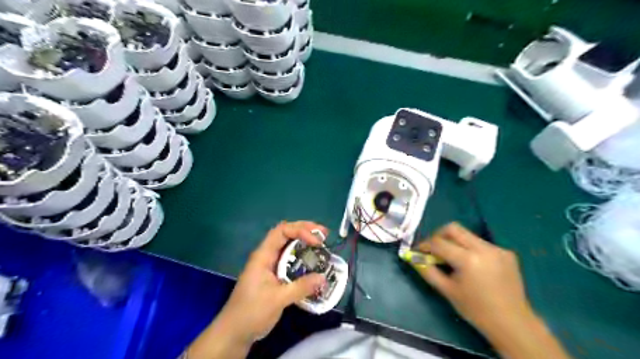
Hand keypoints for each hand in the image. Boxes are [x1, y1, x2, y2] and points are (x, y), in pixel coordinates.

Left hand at [220, 221, 329, 340]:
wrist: (234, 332)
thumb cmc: (252, 312)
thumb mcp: (278, 299)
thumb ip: (300, 287)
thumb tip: (323, 278)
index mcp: (263, 255)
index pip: (282, 231)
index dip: (300, 230)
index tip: (317, 242)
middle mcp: (267, 255)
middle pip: (286, 233)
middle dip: (305, 230)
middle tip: (324, 234)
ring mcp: (270, 265)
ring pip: (288, 246)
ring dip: (304, 242)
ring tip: (322, 244)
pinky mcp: (273, 275)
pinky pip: (290, 260)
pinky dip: (302, 257)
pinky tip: (312, 262)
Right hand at [413, 223, 533, 334]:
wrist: (512, 323)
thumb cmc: (475, 310)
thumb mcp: (447, 290)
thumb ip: (427, 270)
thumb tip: (412, 257)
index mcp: (468, 260)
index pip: (438, 242)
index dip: (424, 245)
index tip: (418, 251)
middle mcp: (484, 248)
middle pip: (453, 228)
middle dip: (439, 236)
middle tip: (434, 249)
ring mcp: (497, 249)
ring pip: (467, 235)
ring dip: (455, 243)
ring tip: (453, 259)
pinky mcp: (507, 253)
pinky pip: (481, 243)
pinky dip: (471, 249)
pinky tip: (473, 265)